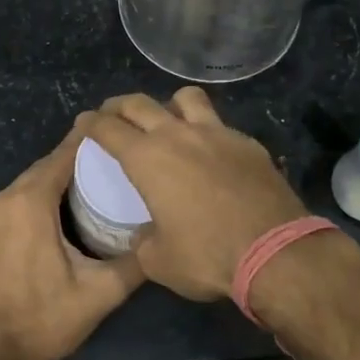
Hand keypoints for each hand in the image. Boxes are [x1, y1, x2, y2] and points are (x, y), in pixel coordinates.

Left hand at [0, 126, 143, 359]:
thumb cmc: (44, 320)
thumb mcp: (100, 293)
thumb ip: (134, 262)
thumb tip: (160, 240)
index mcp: (29, 203)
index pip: (61, 158)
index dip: (84, 144)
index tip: (107, 133)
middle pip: (39, 172)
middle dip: (68, 167)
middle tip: (100, 170)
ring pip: (19, 191)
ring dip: (45, 189)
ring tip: (76, 196)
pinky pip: (1, 212)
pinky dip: (22, 210)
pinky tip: (40, 228)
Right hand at [79, 89, 308, 301]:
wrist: (275, 251)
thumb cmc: (207, 256)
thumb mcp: (159, 261)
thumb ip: (143, 242)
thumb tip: (145, 235)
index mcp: (147, 159)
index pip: (108, 128)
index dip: (91, 123)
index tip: (84, 122)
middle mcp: (178, 135)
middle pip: (140, 103)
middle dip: (119, 105)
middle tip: (112, 113)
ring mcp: (217, 134)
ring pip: (186, 98)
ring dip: (169, 104)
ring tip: (168, 119)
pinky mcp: (247, 143)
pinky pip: (220, 125)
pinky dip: (207, 132)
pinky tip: (211, 153)